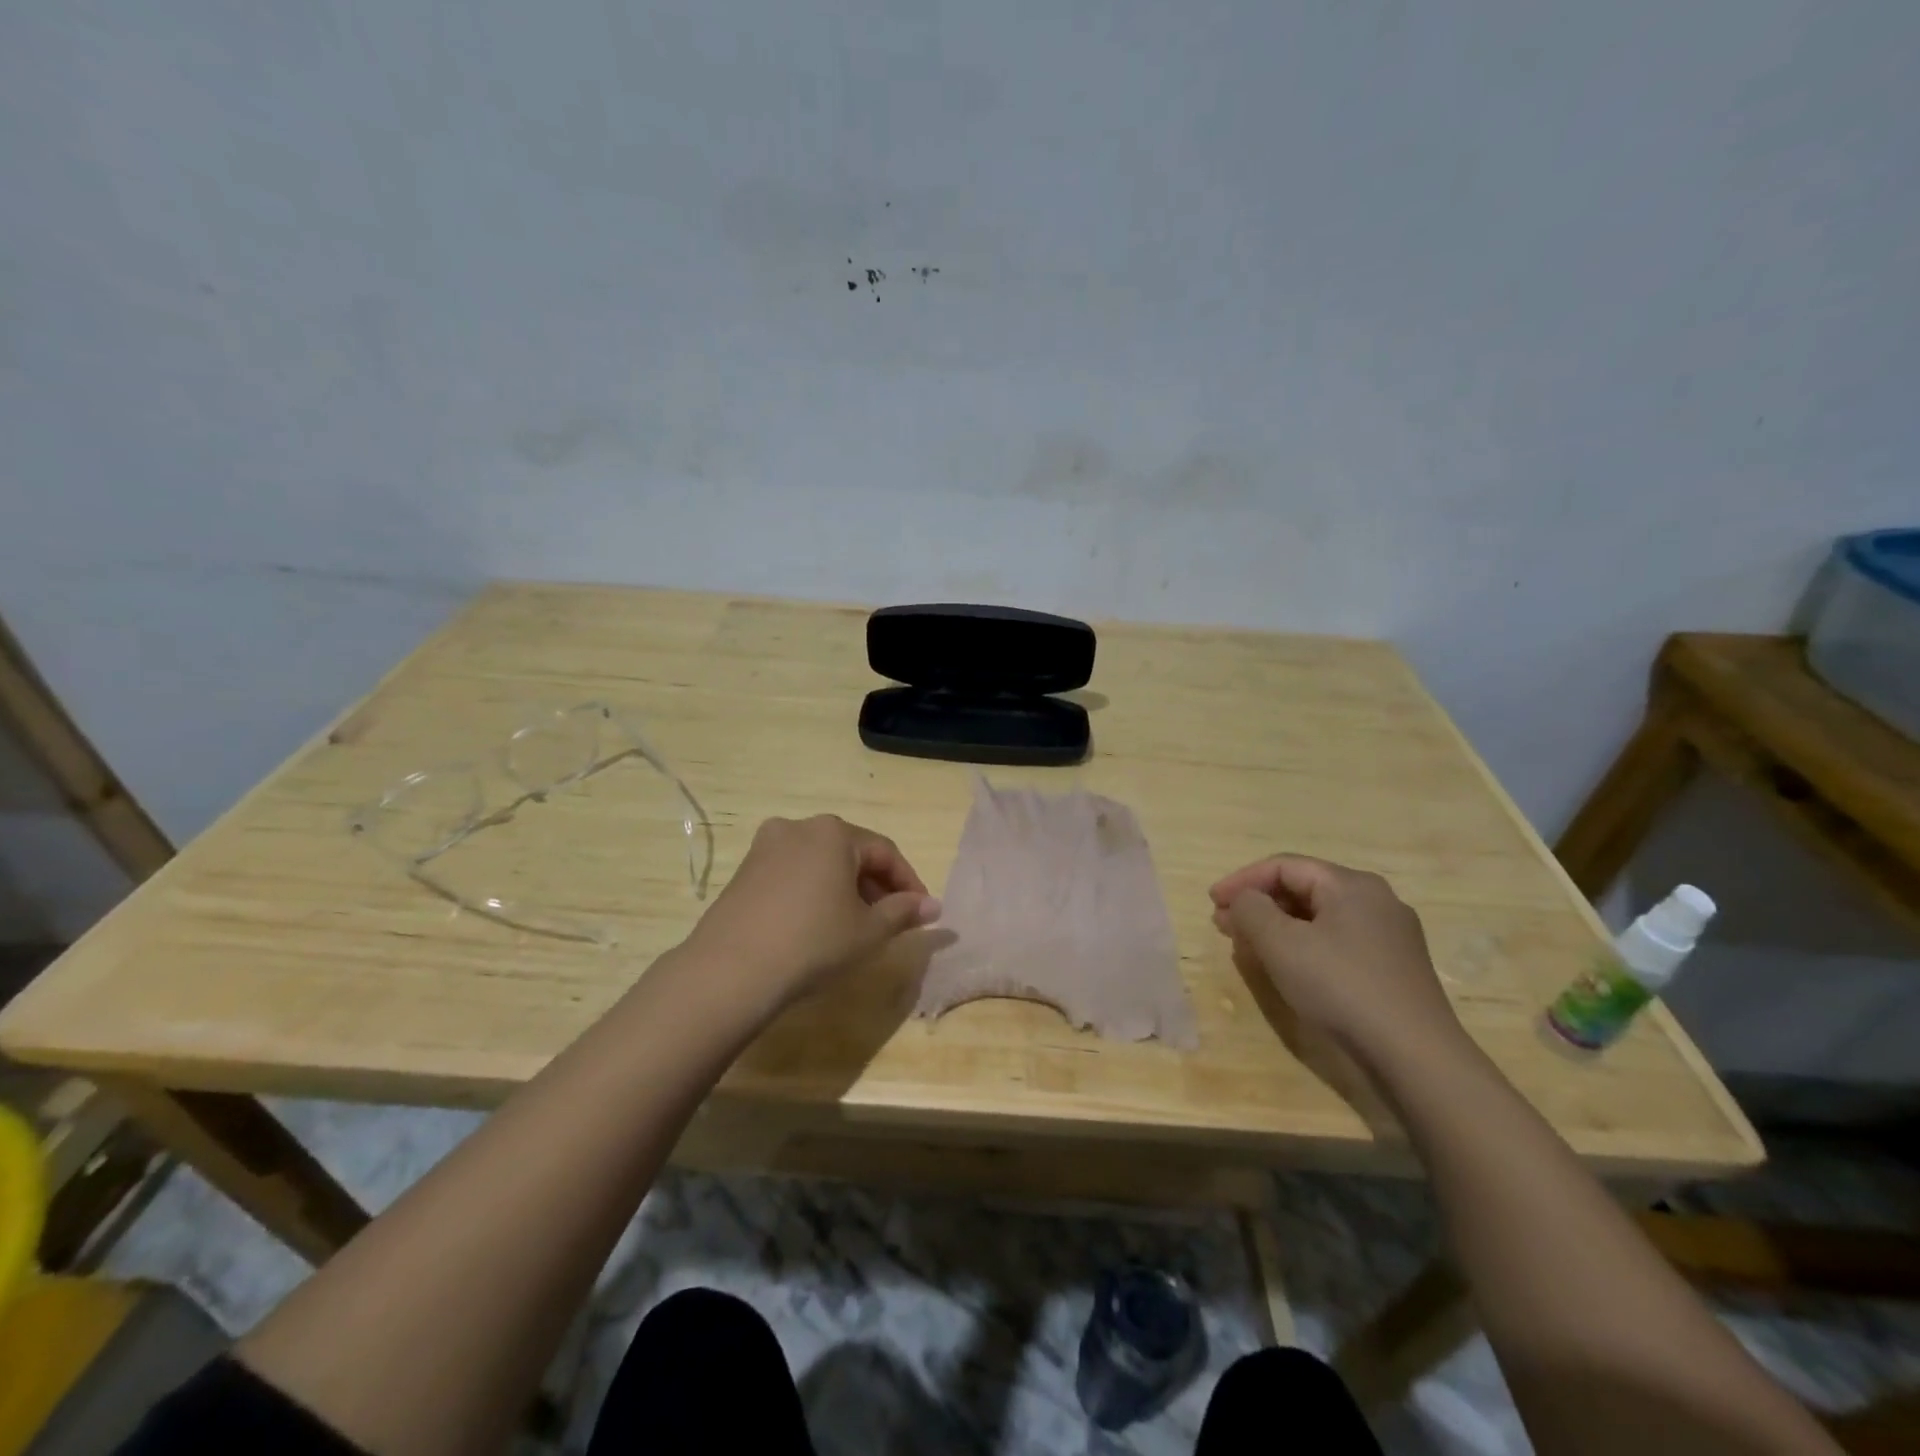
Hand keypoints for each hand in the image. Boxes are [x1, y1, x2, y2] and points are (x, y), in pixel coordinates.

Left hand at [681, 815, 940, 1019]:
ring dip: (845, 888)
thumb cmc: (813, 943)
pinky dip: (814, 891)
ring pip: (821, 862)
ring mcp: (766, 847)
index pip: (885, 852)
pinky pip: (793, 873)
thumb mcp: (868, 931)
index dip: (908, 882)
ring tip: (855, 925)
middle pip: (851, 853)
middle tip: (891, 921)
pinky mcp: (744, 871)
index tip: (921, 912)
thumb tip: (934, 906)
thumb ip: (904, 912)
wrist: (730, 971)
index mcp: (834, 832)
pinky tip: (816, 924)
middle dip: (876, 885)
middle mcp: (799, 827)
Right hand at [1208, 855, 1461, 1061]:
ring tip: (1249, 947)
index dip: (1242, 880)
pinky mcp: (1395, 967)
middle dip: (1259, 904)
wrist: (1416, 1056)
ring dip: (1278, 926)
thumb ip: (1251, 910)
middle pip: (1303, 888)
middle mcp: (1375, 899)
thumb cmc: (1341, 987)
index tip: (1211, 902)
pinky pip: (1338, 941)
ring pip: (1320, 917)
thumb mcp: (1281, 944)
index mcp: (1350, 884)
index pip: (1283, 866)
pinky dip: (1304, 945)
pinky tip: (1289, 968)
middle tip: (1224, 925)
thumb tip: (1243, 900)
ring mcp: (1390, 934)